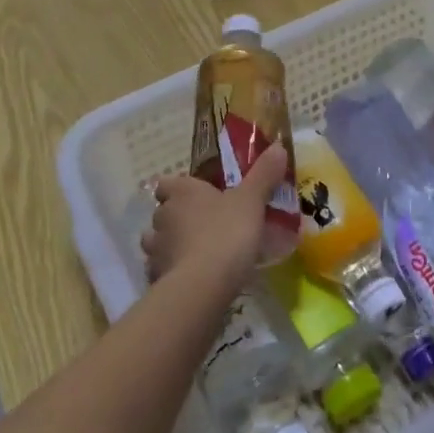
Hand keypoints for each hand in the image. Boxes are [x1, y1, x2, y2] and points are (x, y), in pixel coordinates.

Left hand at [142, 143, 285, 289]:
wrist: (202, 286)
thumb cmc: (226, 233)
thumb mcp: (252, 201)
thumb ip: (263, 175)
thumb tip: (278, 146)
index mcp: (182, 192)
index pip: (166, 183)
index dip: (177, 188)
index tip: (195, 195)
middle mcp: (163, 216)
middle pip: (162, 212)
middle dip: (176, 218)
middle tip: (203, 226)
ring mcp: (156, 250)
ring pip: (156, 242)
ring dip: (170, 246)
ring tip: (193, 254)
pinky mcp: (156, 279)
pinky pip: (161, 271)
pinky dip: (171, 273)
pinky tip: (189, 280)